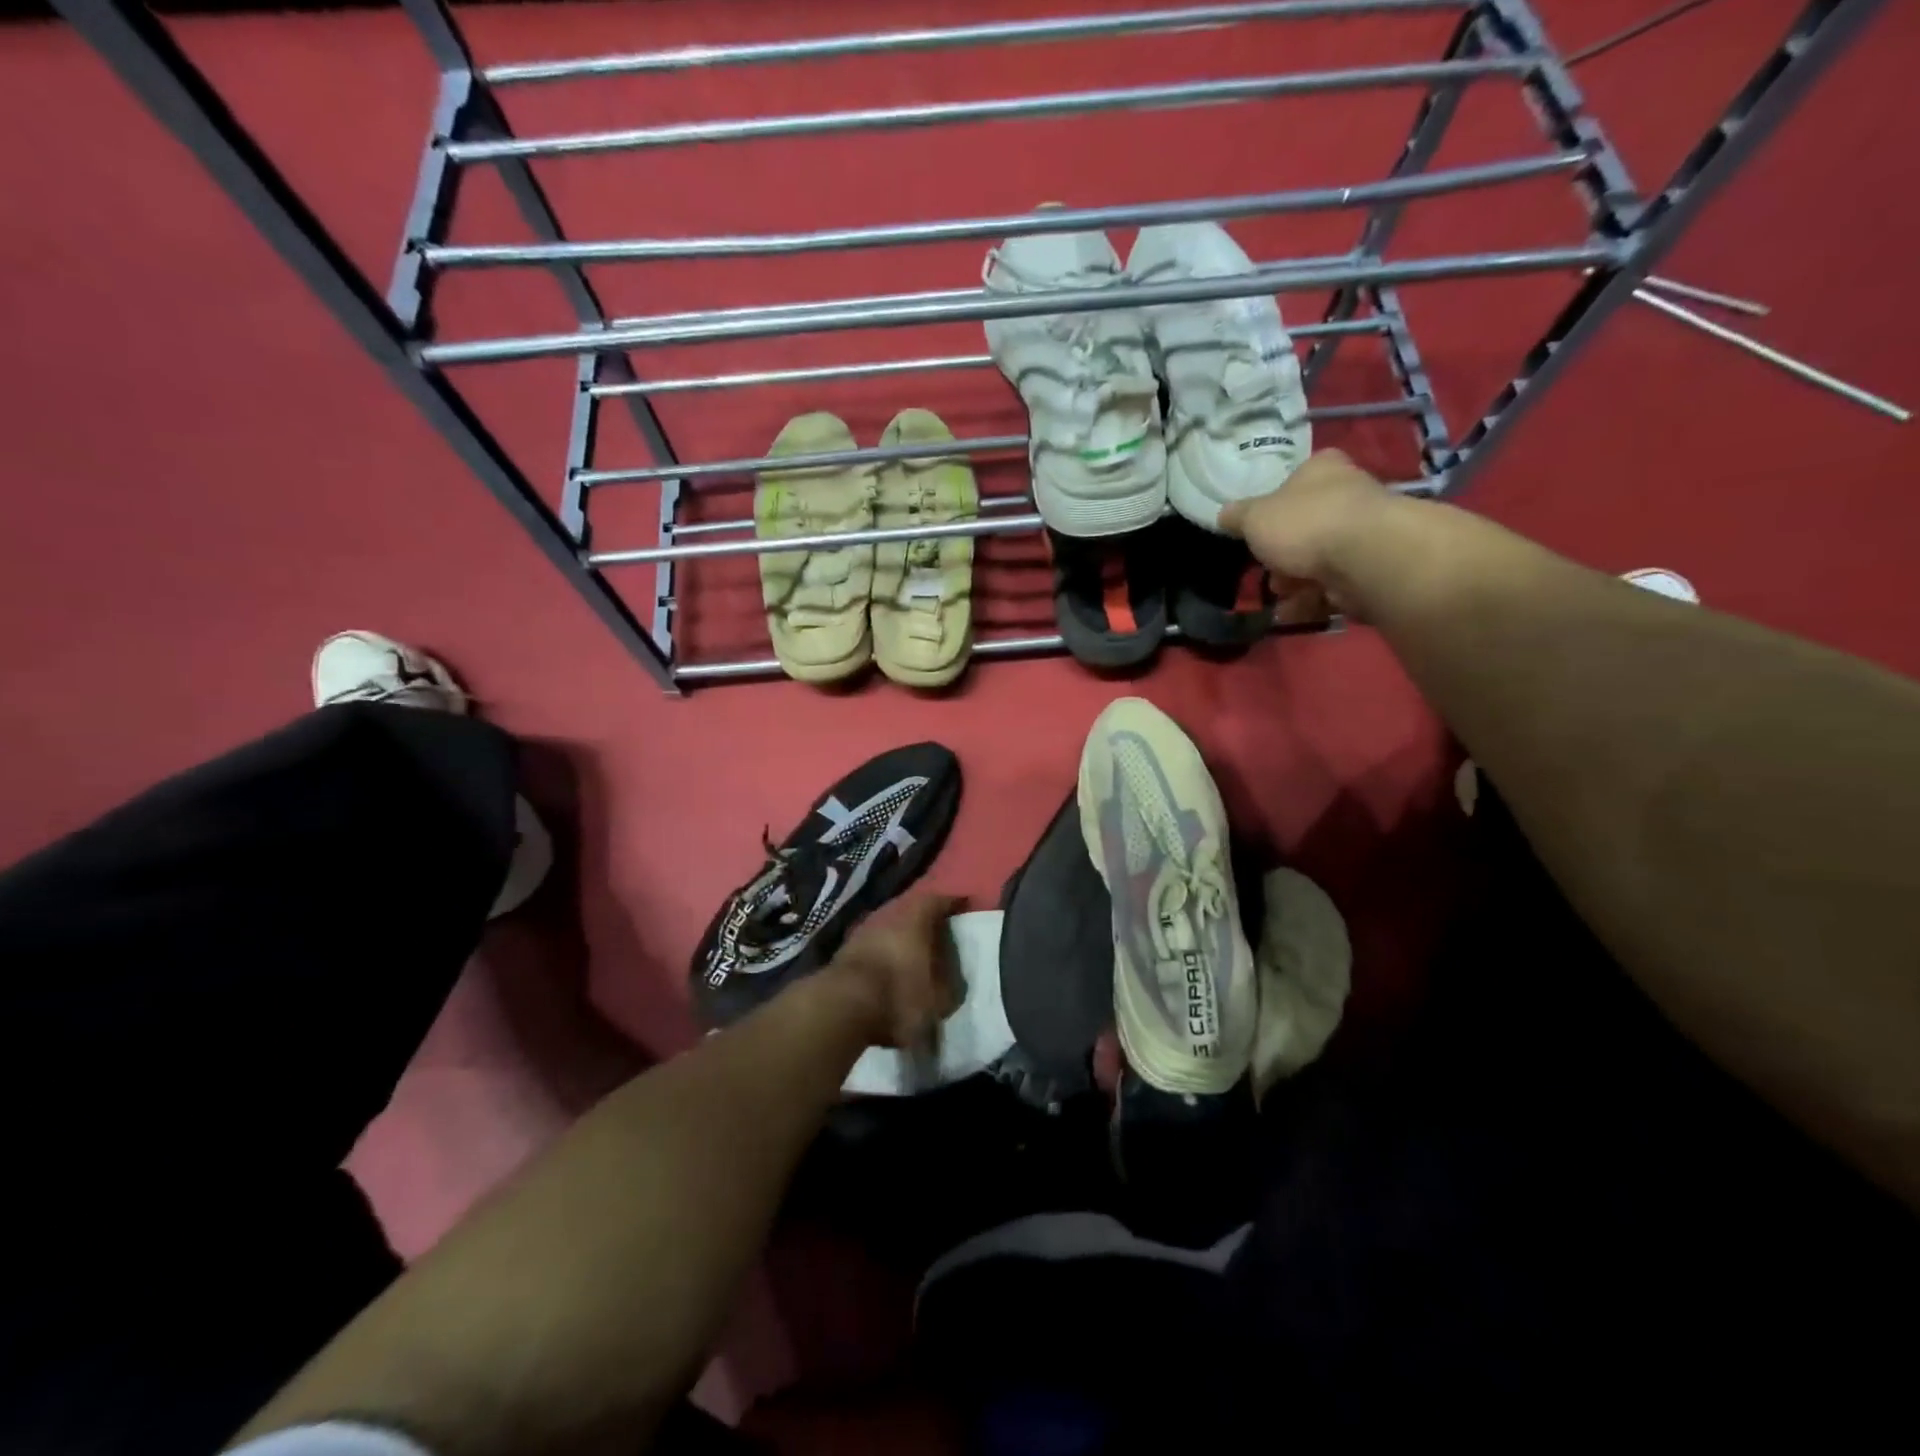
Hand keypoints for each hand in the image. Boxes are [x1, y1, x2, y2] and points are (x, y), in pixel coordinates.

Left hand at [820, 893, 963, 1049]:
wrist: (839, 1007)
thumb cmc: (898, 996)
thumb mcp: (937, 1001)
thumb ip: (948, 988)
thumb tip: (950, 981)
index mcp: (915, 919)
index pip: (938, 901)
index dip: (952, 903)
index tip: (963, 904)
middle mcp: (888, 915)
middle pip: (910, 910)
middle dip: (925, 920)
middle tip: (939, 932)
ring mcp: (862, 931)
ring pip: (888, 926)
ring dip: (901, 938)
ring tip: (913, 953)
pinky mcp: (844, 951)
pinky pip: (873, 945)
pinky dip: (883, 953)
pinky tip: (888, 968)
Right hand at [1219, 449, 1396, 621]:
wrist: (1365, 557)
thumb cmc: (1304, 524)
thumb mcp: (1255, 517)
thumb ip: (1238, 517)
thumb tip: (1224, 514)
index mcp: (1322, 470)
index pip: (1297, 480)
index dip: (1275, 507)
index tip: (1260, 532)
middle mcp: (1349, 494)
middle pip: (1306, 528)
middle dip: (1282, 557)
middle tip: (1268, 573)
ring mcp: (1365, 533)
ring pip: (1319, 561)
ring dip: (1295, 584)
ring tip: (1281, 599)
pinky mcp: (1374, 568)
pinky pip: (1335, 586)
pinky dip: (1314, 601)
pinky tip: (1296, 612)